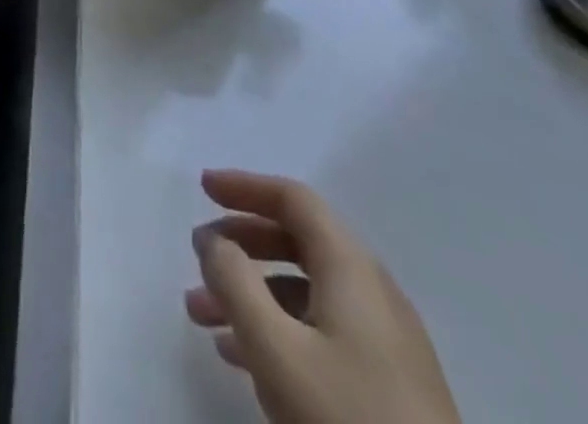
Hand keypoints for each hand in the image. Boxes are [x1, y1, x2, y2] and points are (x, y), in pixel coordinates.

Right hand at [185, 170, 459, 423]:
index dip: (245, 186)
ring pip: (304, 291)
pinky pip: (320, 330)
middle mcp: (373, 293)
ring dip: (250, 292)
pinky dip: (276, 326)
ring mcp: (385, 343)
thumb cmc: (346, 419)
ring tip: (202, 316)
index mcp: (352, 269)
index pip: (294, 200)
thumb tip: (214, 241)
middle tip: (199, 256)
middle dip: (241, 244)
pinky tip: (240, 357)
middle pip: (297, 241)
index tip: (202, 188)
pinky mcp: (388, 387)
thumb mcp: (275, 348)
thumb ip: (234, 282)